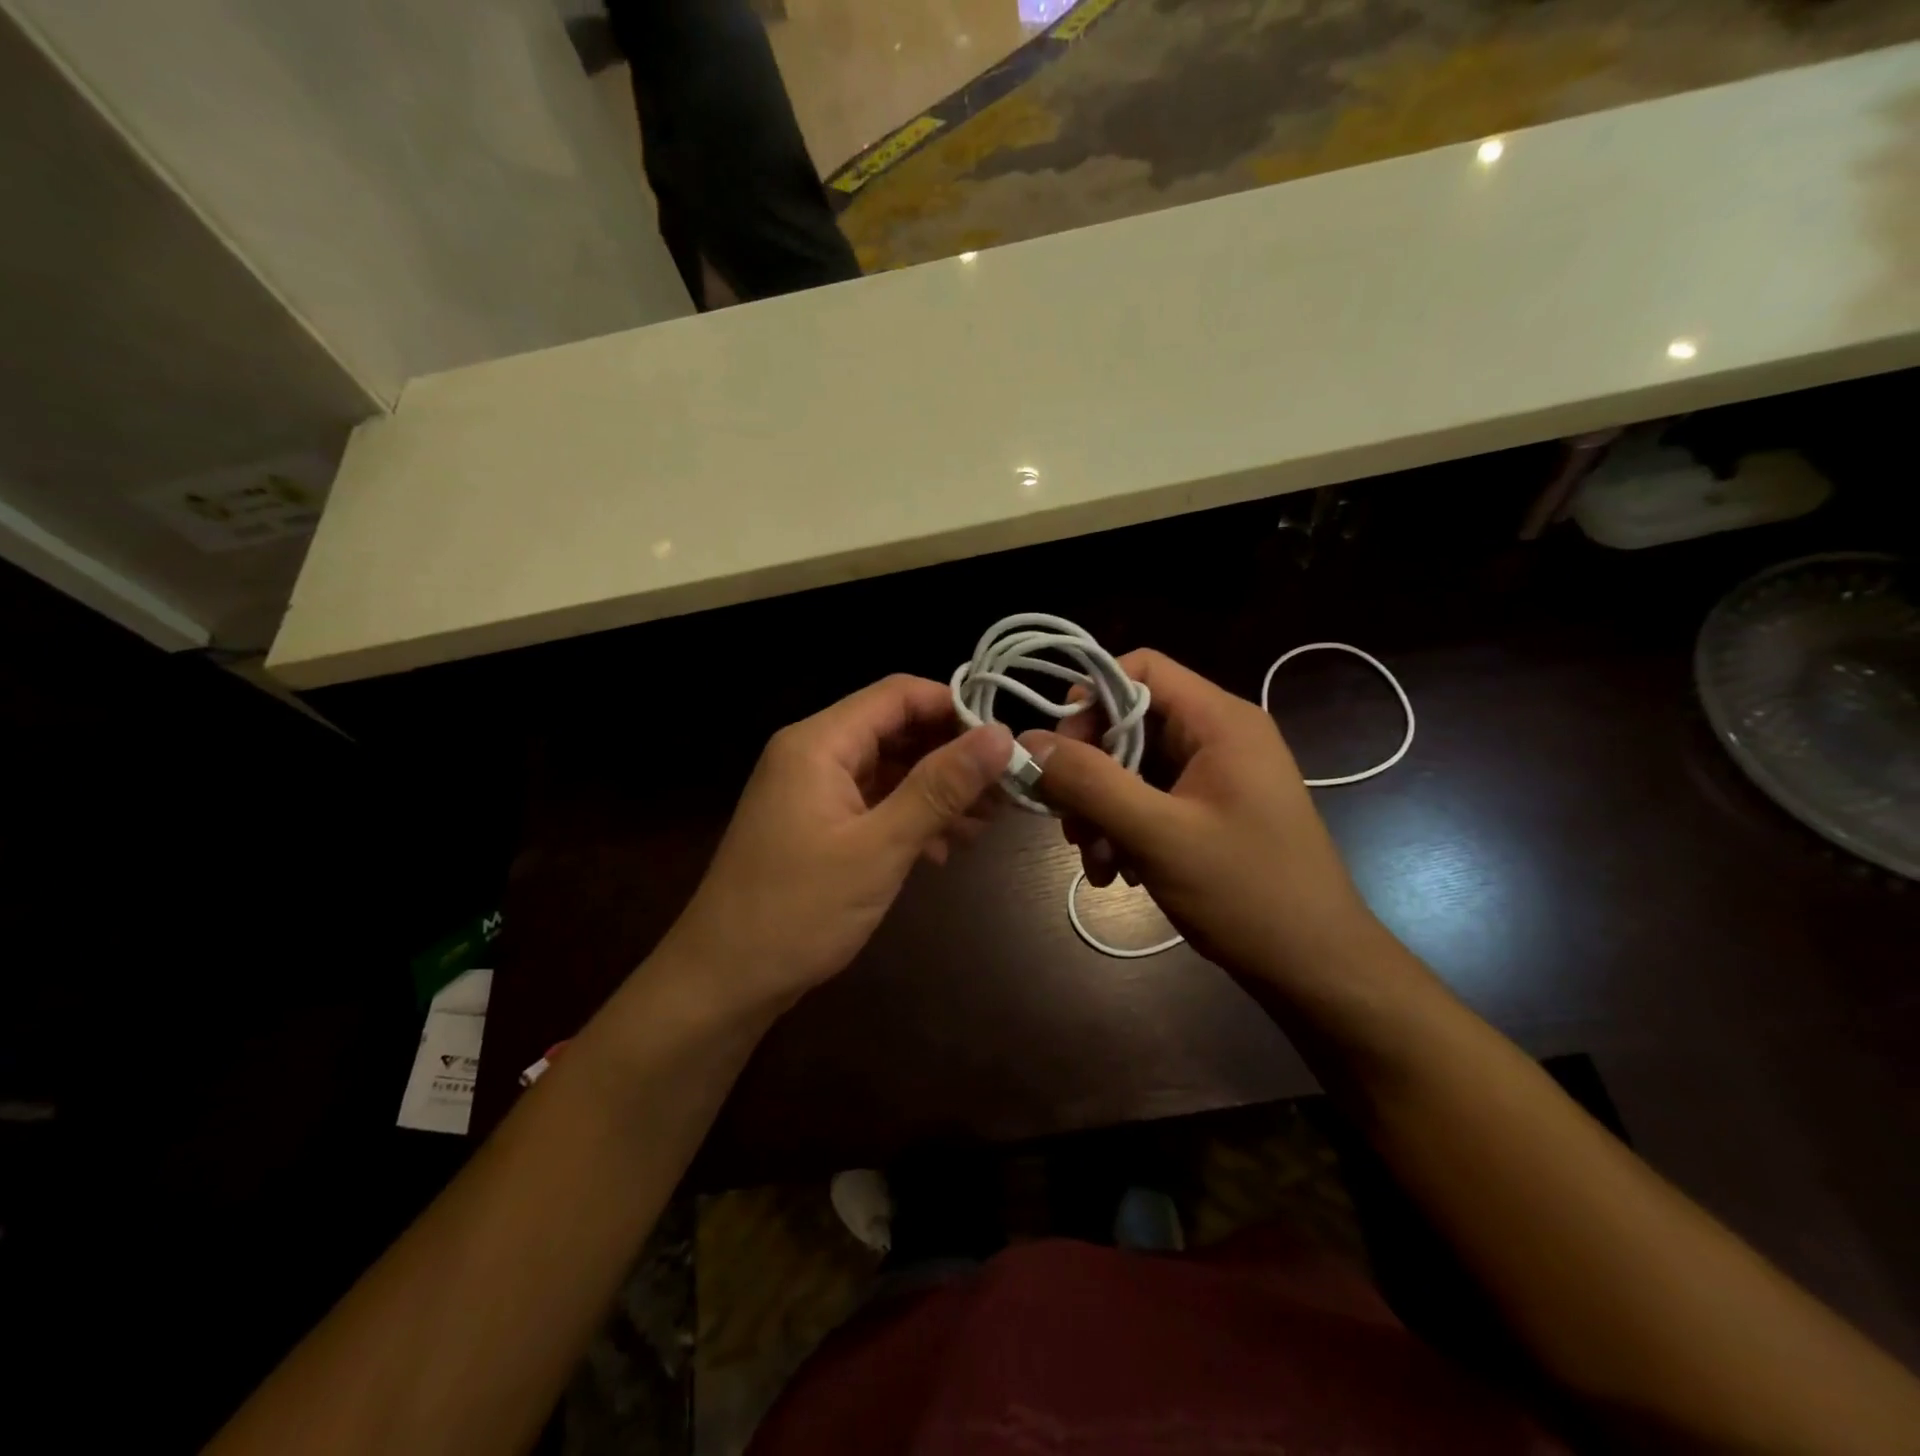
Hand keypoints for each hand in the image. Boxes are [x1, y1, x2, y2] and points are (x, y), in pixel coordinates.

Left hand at [658, 675, 1012, 1019]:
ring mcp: (812, 792)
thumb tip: (1001, 736)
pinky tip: (946, 849)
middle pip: (896, 731)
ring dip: (938, 792)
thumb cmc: (798, 911)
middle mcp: (813, 755)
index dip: (956, 708)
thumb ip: (940, 787)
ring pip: (889, 770)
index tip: (1006, 741)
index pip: (898, 695)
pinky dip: (911, 818)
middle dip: (952, 756)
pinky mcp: (816, 826)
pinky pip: (873, 804)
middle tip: (1007, 789)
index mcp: (819, 742)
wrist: (724, 982)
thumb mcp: (879, 847)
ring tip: (989, 822)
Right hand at [1019, 650, 1378, 991]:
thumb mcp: (1157, 835)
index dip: (1090, 700)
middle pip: (1130, 723)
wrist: (1316, 966)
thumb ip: (1089, 782)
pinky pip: (1151, 799)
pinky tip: (1119, 872)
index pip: (1140, 668)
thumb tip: (1027, 742)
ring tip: (1097, 862)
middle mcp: (1219, 736)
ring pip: (1134, 767)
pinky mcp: (1212, 809)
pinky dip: (1125, 829)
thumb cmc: (1246, 892)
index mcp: (1219, 721)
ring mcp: (1217, 775)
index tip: (1058, 753)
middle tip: (1070, 824)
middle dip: (1090, 772)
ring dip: (1102, 810)